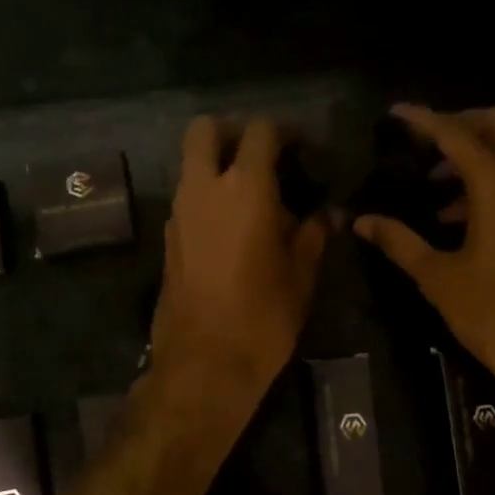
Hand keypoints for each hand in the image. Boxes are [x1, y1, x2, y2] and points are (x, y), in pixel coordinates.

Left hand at [150, 117, 329, 421]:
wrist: (204, 363)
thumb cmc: (263, 316)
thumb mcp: (301, 274)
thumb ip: (313, 233)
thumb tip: (327, 214)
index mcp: (244, 188)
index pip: (259, 131)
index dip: (285, 132)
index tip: (304, 149)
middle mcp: (203, 189)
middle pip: (204, 130)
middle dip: (232, 131)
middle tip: (262, 156)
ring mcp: (179, 212)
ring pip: (191, 164)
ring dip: (217, 166)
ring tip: (254, 198)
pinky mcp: (168, 238)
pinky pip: (187, 198)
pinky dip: (207, 196)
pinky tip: (233, 228)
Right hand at [354, 105, 494, 410]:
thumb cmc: (494, 316)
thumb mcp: (438, 278)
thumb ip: (399, 241)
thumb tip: (362, 221)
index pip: (458, 135)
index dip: (424, 120)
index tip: (395, 113)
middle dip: (460, 122)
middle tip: (422, 141)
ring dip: (477, 153)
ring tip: (434, 184)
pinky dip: (494, 178)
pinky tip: (460, 215)